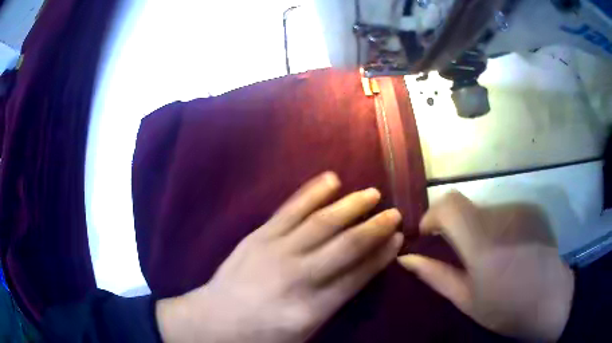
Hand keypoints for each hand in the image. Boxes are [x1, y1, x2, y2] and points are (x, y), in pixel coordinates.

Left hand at [156, 172, 403, 342]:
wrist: (213, 322)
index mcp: (312, 308)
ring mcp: (275, 251)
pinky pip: (289, 209)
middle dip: (374, 227)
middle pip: (346, 245)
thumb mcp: (304, 333)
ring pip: (321, 222)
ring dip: (350, 205)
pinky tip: (331, 180)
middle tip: (394, 212)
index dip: (381, 255)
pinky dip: (312, 193)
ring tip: (371, 193)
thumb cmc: (261, 335)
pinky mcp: (258, 236)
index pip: (358, 275)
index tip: (398, 238)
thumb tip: (359, 273)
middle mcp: (299, 276)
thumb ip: (333, 304)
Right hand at [398, 191, 574, 340]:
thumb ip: (435, 275)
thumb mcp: (466, 300)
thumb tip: (405, 258)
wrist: (550, 299)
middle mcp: (502, 217)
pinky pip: (505, 211)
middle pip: (465, 207)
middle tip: (461, 254)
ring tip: (489, 255)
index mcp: (482, 244)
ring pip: (485, 209)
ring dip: (478, 228)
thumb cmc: (505, 308)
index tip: (429, 235)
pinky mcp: (532, 208)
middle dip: (455, 227)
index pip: (449, 205)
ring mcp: (520, 209)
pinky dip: (498, 226)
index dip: (433, 214)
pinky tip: (509, 248)